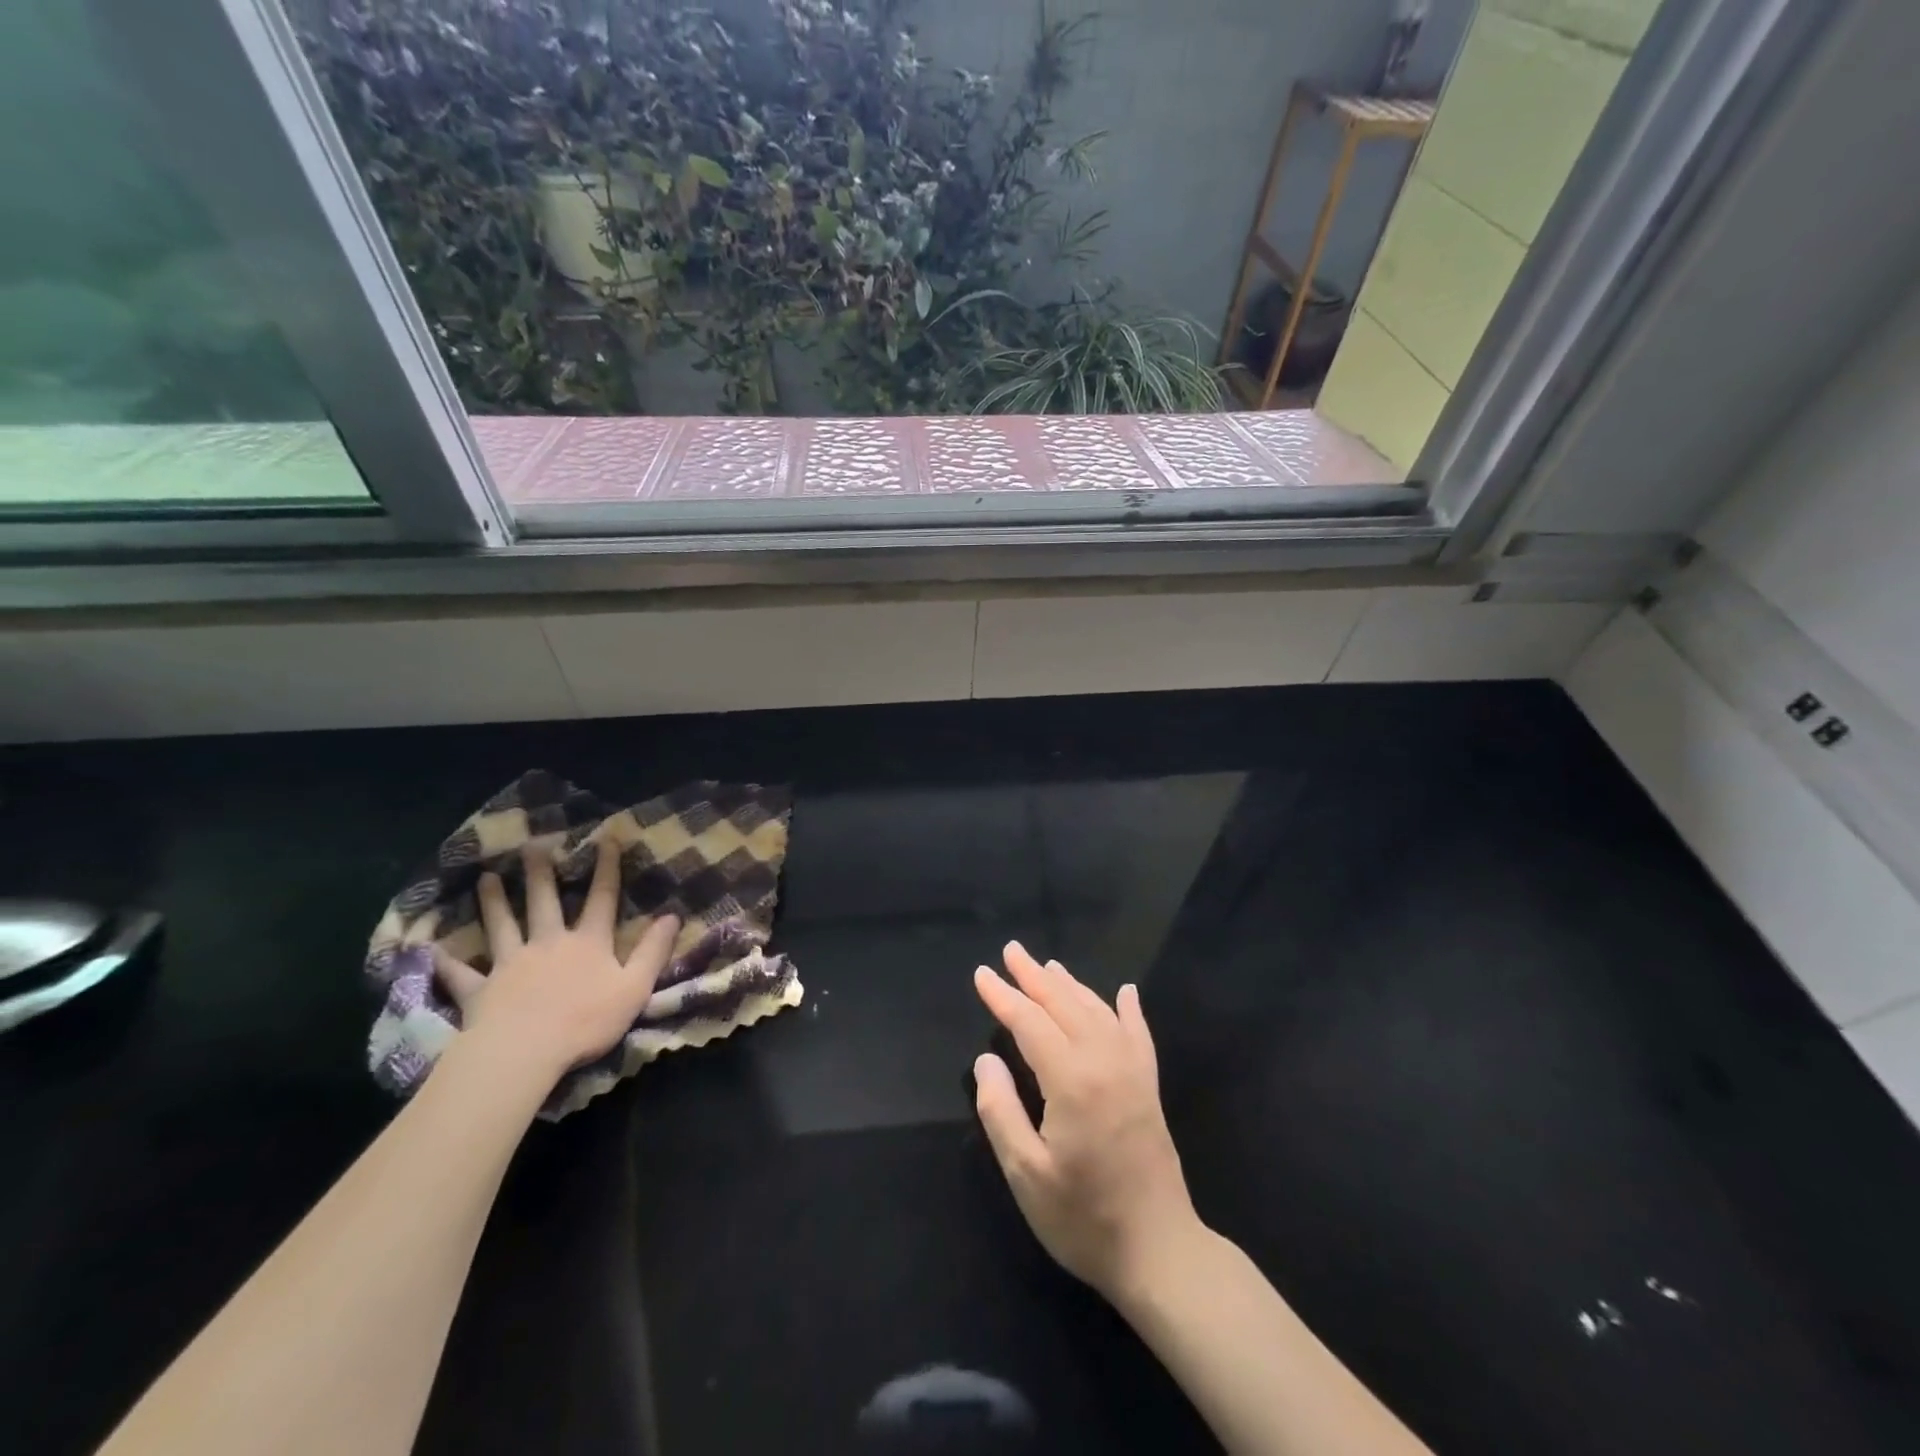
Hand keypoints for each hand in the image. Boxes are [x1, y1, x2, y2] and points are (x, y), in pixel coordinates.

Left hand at [432, 839, 679, 1083]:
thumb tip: (673, 915)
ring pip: (502, 926)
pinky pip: (462, 974)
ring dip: (493, 902)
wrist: (523, 1053)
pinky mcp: (481, 990)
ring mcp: (511, 964)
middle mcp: (549, 943)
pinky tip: (433, 951)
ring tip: (485, 879)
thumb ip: (653, 952)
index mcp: (588, 943)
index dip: (607, 868)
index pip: (602, 898)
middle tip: (531, 847)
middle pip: (544, 902)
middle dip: (540, 874)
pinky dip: (448, 963)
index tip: (606, 839)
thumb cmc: (585, 1022)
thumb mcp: (635, 988)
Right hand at [972, 943, 1199, 1300]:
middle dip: (1033, 976)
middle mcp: (1104, 1062)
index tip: (982, 974)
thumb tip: (987, 1060)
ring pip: (1098, 1011)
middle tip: (1011, 950)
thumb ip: (1000, 1111)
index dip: (1003, 997)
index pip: (1029, 1022)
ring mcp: (1133, 1072)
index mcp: (1071, 1079)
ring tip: (1048, 965)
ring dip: (1071, 985)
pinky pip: (1138, 1034)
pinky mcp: (1150, 1087)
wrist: (1160, 1253)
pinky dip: (1128, 1009)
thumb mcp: (1026, 1174)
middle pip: (1064, 1004)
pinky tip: (1124, 993)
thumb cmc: (1083, 1218)